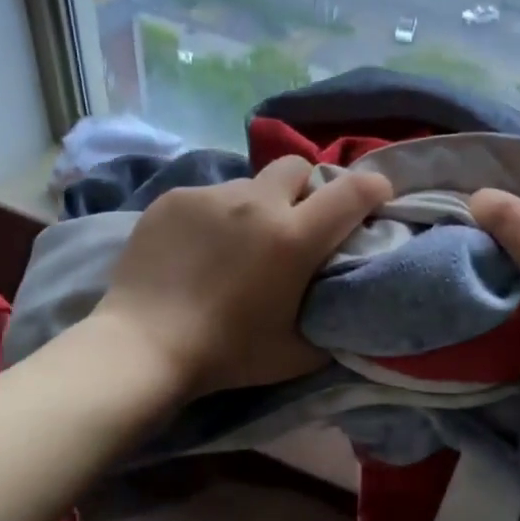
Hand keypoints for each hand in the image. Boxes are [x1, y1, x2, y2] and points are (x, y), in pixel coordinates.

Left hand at [93, 157, 392, 396]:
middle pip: (296, 166)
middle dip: (305, 188)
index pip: (352, 192)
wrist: (143, 346)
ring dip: (255, 206)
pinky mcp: (174, 199)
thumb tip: (343, 305)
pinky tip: (196, 250)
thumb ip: (330, 323)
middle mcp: (257, 203)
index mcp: (294, 237)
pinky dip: (214, 216)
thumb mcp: (297, 353)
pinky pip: (208, 196)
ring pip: (249, 184)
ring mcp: (211, 196)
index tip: (376, 196)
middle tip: (294, 223)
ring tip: (235, 243)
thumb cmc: (227, 354)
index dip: (373, 188)